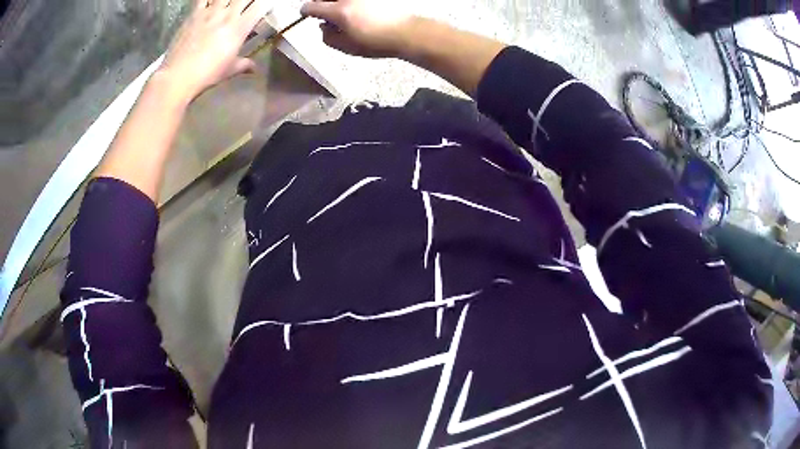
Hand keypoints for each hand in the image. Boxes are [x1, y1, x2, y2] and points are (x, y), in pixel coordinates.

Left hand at [158, 0, 273, 101]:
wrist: (179, 76)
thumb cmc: (207, 74)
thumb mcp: (229, 71)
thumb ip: (244, 65)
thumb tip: (255, 68)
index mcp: (240, 27)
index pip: (260, 5)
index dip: (265, 4)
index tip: (263, 7)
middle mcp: (228, 15)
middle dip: (247, 0)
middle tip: (244, 6)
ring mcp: (210, 12)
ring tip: (227, 4)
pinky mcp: (194, 14)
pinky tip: (209, 2)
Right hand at [300, 0, 414, 57]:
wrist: (406, 32)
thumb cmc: (376, 42)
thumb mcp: (346, 46)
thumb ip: (328, 36)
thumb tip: (323, 26)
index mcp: (338, 11)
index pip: (311, 6)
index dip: (305, 11)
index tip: (306, 14)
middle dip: (319, 2)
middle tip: (322, 12)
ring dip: (334, 2)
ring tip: (340, 13)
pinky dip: (348, 3)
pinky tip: (354, 10)